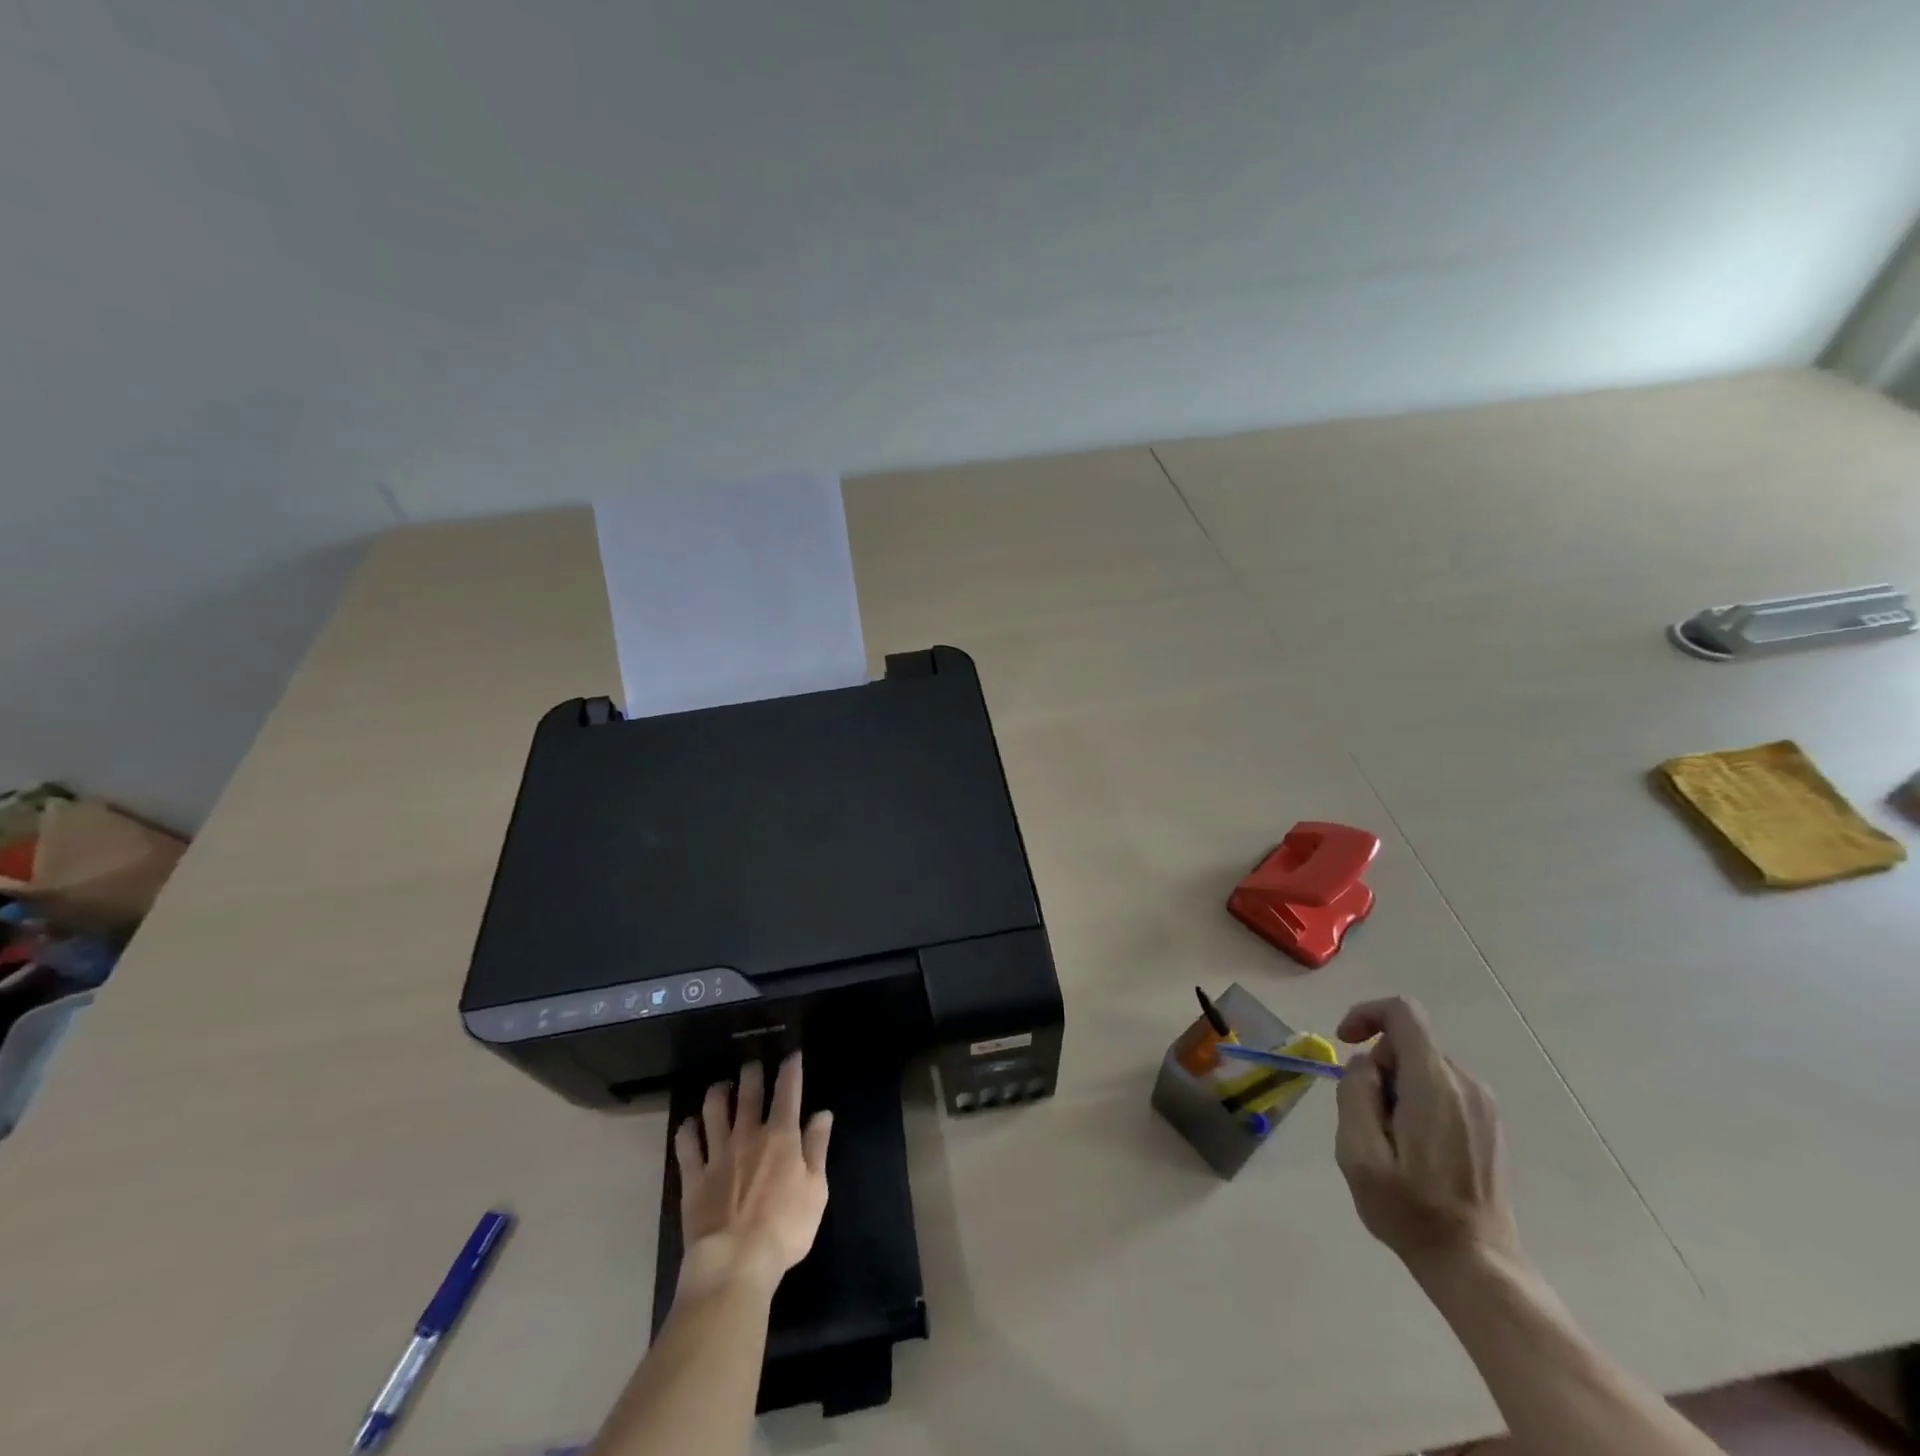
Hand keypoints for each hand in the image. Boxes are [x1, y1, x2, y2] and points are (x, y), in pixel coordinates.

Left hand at [673, 1053, 832, 1299]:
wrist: (735, 1262)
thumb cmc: (785, 1228)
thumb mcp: (816, 1190)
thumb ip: (818, 1148)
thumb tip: (822, 1114)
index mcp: (781, 1136)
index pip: (788, 1091)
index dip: (791, 1069)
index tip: (792, 1054)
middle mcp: (748, 1135)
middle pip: (748, 1093)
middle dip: (751, 1073)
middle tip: (751, 1064)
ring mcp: (717, 1153)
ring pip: (713, 1110)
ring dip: (717, 1092)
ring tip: (720, 1087)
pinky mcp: (693, 1176)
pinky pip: (686, 1143)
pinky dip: (687, 1129)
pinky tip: (690, 1124)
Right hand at [1333, 997, 1523, 1274]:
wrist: (1477, 1265)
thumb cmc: (1410, 1211)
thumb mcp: (1358, 1154)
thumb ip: (1355, 1094)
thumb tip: (1364, 1065)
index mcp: (1434, 1085)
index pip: (1403, 1013)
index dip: (1366, 1014)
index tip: (1344, 1043)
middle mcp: (1465, 1084)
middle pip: (1408, 1044)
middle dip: (1378, 1068)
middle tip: (1368, 1119)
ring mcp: (1483, 1104)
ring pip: (1424, 1067)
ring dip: (1397, 1089)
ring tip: (1392, 1141)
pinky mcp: (1490, 1124)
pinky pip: (1443, 1088)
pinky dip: (1419, 1102)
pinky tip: (1416, 1149)